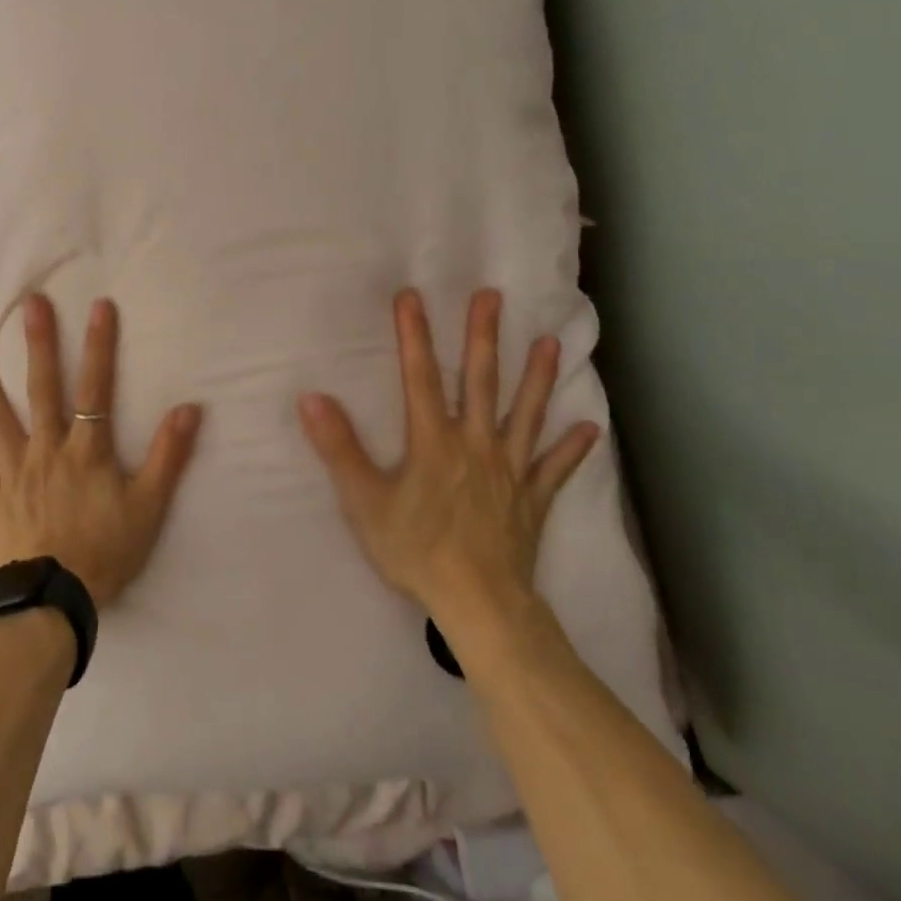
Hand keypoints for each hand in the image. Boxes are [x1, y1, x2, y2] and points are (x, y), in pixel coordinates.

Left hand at [0, 294, 203, 606]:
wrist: (53, 601)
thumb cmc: (105, 552)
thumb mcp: (149, 507)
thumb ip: (169, 457)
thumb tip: (189, 408)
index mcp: (86, 450)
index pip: (97, 387)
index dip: (100, 346)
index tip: (99, 307)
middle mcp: (48, 450)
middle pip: (43, 390)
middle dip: (40, 345)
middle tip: (31, 305)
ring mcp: (16, 474)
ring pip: (0, 421)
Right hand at [297, 289, 599, 670]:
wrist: (479, 605)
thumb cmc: (416, 550)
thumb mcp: (364, 500)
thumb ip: (338, 447)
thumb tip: (311, 398)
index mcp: (433, 441)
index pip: (420, 376)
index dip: (414, 334)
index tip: (411, 295)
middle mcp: (476, 444)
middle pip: (481, 382)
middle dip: (483, 336)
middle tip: (492, 296)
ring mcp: (509, 470)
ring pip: (526, 415)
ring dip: (537, 378)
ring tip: (550, 342)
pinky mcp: (532, 500)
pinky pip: (555, 469)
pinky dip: (572, 449)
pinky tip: (589, 429)